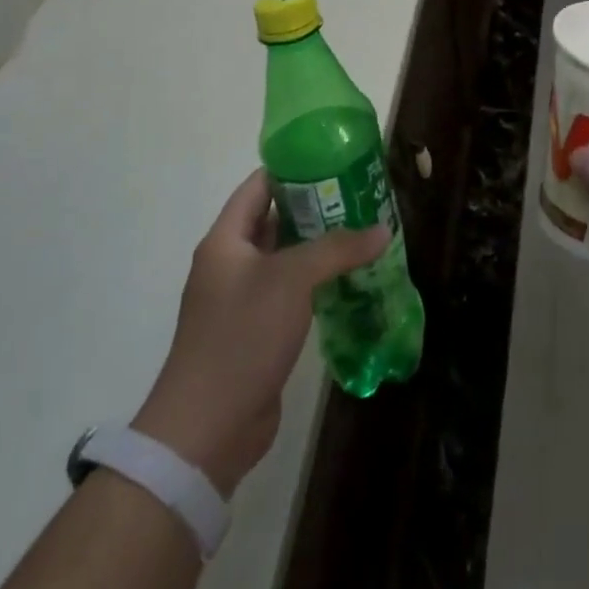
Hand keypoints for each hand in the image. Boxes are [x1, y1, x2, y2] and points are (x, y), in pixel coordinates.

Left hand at [133, 170, 387, 495]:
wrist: (206, 430)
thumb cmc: (242, 336)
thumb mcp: (292, 280)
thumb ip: (337, 248)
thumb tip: (382, 229)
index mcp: (226, 240)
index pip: (259, 186)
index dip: (293, 168)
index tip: (335, 158)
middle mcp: (231, 263)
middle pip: (275, 220)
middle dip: (316, 207)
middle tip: (360, 194)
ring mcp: (243, 299)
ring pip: (286, 258)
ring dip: (320, 246)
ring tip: (364, 230)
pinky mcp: (257, 330)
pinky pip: (291, 292)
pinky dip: (317, 281)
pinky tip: (351, 277)